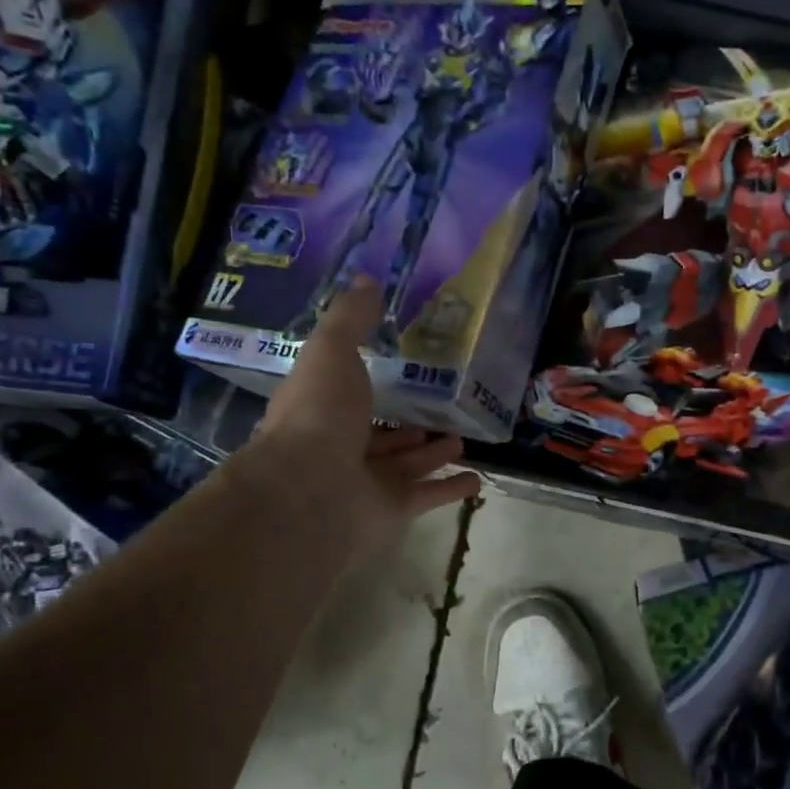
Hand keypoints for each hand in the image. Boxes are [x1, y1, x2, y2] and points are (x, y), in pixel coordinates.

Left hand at [241, 277, 479, 564]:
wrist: (312, 490)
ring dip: (432, 452)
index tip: (402, 369)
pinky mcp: (395, 509)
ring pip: (408, 465)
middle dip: (409, 426)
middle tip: (441, 410)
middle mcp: (343, 449)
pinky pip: (430, 494)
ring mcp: (369, 483)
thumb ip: (350, 318)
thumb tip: (366, 279)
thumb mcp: (331, 351)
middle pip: (382, 436)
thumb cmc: (319, 414)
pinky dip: (452, 487)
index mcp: (323, 412)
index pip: (348, 397)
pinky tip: (477, 478)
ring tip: (461, 437)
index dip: (371, 385)